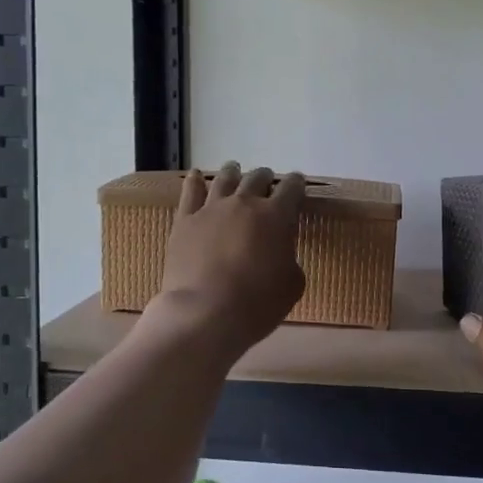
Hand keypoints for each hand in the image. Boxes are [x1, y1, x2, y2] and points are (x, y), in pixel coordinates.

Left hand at [149, 163, 306, 356]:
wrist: (206, 313)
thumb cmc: (257, 303)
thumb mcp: (292, 285)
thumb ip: (290, 258)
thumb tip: (281, 252)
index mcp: (276, 216)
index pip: (291, 188)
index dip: (296, 184)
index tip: (297, 184)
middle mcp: (244, 203)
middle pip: (257, 178)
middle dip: (265, 177)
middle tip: (267, 181)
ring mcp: (211, 209)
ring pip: (225, 179)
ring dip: (233, 172)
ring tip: (235, 169)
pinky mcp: (185, 221)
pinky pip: (190, 192)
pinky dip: (194, 181)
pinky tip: (196, 176)